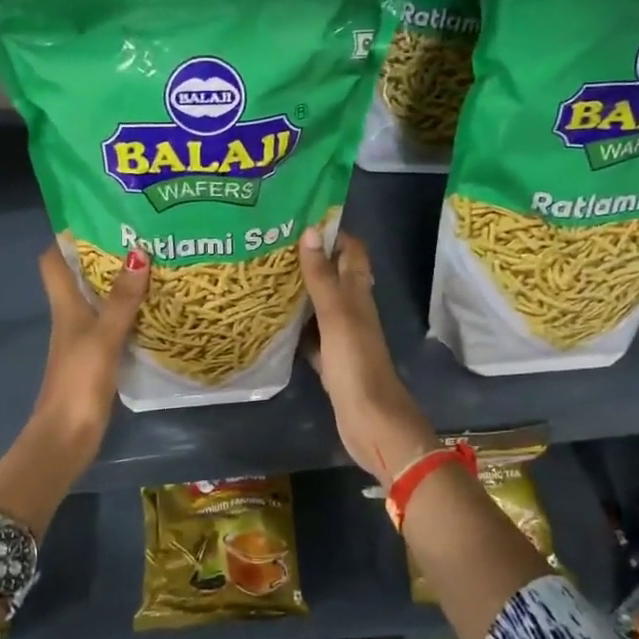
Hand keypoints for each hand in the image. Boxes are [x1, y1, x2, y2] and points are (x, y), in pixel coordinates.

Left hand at [32, 243, 148, 463]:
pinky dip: (128, 313)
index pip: (53, 260)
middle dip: (104, 256)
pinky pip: (112, 324)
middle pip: (79, 276)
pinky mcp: (96, 358)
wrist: (66, 435)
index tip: (97, 217)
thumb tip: (139, 252)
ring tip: (153, 265)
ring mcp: (83, 338)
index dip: (67, 237)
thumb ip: (122, 299)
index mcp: (64, 305)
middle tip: (139, 237)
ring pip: (98, 300)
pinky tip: (153, 310)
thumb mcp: (104, 336)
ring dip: (119, 284)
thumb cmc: (79, 380)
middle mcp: (70, 316)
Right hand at [298, 230, 436, 485]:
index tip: (300, 217)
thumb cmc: (356, 364)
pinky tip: (274, 322)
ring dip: (301, 291)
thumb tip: (310, 231)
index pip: (352, 252)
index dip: (333, 232)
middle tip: (273, 244)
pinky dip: (297, 327)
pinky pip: (312, 336)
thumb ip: (322, 277)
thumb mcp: (336, 315)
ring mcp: (343, 338)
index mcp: (358, 295)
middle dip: (311, 259)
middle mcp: (353, 311)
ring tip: (267, 275)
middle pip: (334, 276)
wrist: (371, 421)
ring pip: (321, 305)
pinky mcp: (332, 362)